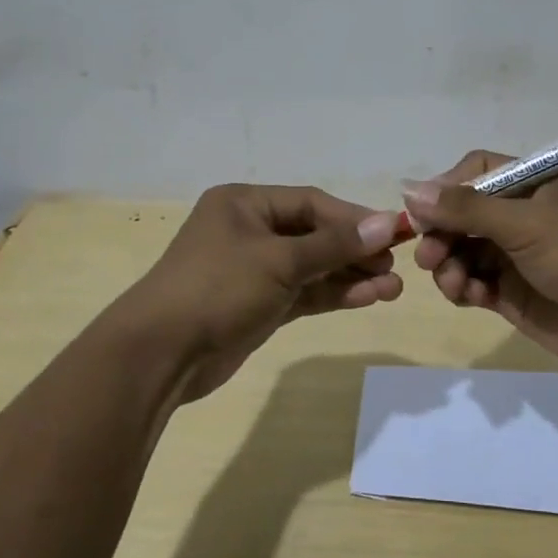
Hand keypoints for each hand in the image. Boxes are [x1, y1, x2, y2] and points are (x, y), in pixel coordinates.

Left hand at [124, 183, 404, 400]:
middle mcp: (249, 230)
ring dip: (350, 275)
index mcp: (244, 204)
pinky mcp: (257, 305)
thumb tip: (386, 224)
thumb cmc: (218, 288)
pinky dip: (332, 294)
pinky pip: (303, 292)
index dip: (354, 218)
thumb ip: (333, 245)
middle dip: (355, 250)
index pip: (311, 203)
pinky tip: (367, 298)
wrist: (161, 354)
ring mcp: (253, 270)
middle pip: (314, 234)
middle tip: (396, 266)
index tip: (393, 234)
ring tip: (394, 289)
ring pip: (312, 267)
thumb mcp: (279, 261)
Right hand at [403, 153, 557, 377]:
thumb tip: (409, 189)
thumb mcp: (526, 224)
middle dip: (441, 233)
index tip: (423, 213)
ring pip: (461, 250)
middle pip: (462, 214)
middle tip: (428, 256)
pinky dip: (463, 287)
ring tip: (455, 283)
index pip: (476, 171)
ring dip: (448, 264)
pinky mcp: (511, 292)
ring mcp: (515, 255)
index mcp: (532, 185)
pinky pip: (472, 282)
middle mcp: (521, 216)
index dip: (446, 188)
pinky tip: (471, 297)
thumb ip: (466, 208)